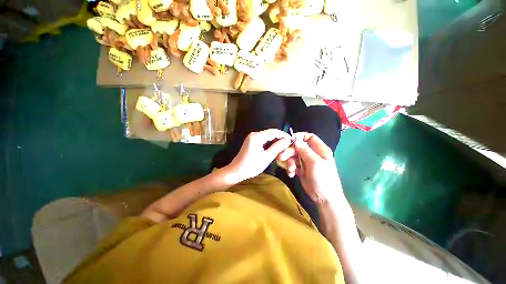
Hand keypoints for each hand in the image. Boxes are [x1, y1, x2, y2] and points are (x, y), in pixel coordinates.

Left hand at [226, 129, 291, 182]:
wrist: (236, 171)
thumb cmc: (250, 166)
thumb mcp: (266, 158)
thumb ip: (277, 148)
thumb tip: (287, 141)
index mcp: (257, 137)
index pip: (274, 132)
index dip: (284, 135)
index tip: (292, 141)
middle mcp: (254, 134)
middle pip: (271, 133)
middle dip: (281, 138)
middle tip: (289, 145)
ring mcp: (252, 137)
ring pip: (268, 136)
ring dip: (276, 140)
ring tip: (284, 147)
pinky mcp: (251, 141)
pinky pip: (264, 139)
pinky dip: (270, 142)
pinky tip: (276, 147)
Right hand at [279, 132, 341, 203]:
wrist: (324, 198)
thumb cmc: (323, 179)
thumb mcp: (315, 163)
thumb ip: (305, 150)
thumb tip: (296, 140)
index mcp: (320, 150)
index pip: (310, 137)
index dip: (300, 137)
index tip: (290, 140)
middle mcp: (312, 154)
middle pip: (298, 147)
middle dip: (290, 151)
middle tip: (282, 157)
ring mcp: (306, 162)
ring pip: (294, 156)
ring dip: (289, 161)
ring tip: (290, 169)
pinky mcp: (301, 169)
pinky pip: (293, 164)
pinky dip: (290, 168)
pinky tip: (291, 174)